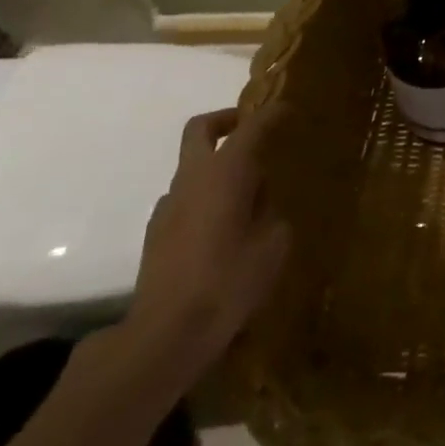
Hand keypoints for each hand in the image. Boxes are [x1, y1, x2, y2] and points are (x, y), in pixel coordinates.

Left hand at [127, 108, 290, 379]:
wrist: (165, 335)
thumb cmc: (228, 281)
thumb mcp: (273, 245)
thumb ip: (271, 213)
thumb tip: (262, 204)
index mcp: (225, 173)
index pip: (251, 127)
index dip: (272, 114)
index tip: (288, 110)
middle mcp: (192, 179)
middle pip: (201, 130)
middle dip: (226, 120)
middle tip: (252, 129)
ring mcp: (168, 206)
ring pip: (192, 167)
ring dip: (217, 166)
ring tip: (247, 193)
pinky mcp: (156, 234)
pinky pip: (185, 199)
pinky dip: (205, 197)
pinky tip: (224, 227)